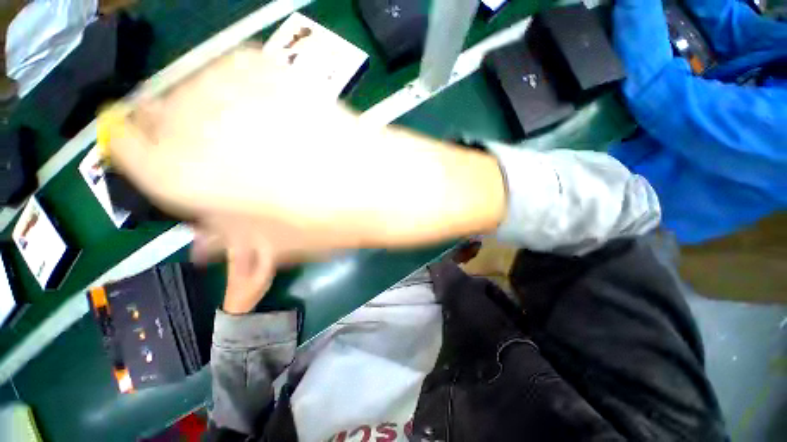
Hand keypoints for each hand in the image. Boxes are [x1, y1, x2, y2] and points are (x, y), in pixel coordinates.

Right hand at [105, 44, 505, 260]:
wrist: (380, 184)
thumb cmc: (331, 222)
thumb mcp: (275, 244)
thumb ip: (232, 244)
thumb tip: (207, 246)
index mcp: (183, 174)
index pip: (128, 151)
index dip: (143, 158)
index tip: (160, 164)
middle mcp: (193, 121)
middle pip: (157, 116)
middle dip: (178, 138)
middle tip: (213, 156)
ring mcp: (233, 85)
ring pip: (193, 91)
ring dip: (210, 115)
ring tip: (250, 139)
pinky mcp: (272, 67)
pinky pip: (233, 71)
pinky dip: (238, 92)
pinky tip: (270, 115)